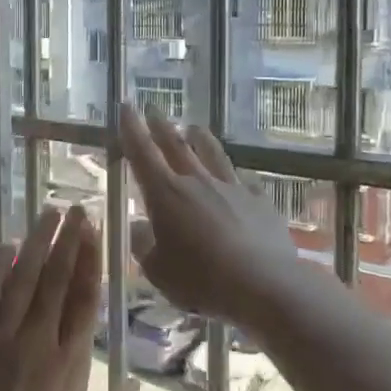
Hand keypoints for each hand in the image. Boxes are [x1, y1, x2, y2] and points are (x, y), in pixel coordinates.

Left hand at [0, 206, 137, 390]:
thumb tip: (138, 382)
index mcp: (70, 365)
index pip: (85, 298)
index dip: (91, 259)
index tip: (95, 230)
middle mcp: (37, 342)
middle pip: (56, 279)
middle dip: (68, 239)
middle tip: (75, 208)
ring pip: (22, 280)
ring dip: (36, 243)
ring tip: (48, 213)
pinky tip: (5, 246)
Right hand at [118, 102, 306, 328]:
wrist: (264, 284)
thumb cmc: (202, 281)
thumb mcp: (158, 271)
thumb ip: (143, 246)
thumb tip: (138, 227)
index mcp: (166, 194)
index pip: (142, 153)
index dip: (131, 129)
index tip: (125, 106)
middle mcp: (198, 181)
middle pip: (176, 145)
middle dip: (161, 125)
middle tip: (153, 109)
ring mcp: (232, 187)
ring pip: (212, 153)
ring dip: (199, 138)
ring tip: (194, 128)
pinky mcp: (259, 200)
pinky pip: (242, 180)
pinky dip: (234, 175)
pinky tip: (237, 177)